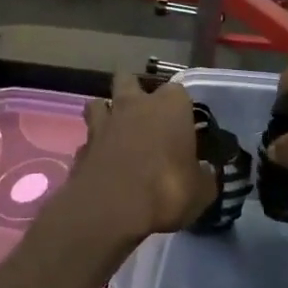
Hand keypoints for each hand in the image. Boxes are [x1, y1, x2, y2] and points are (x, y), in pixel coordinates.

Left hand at [65, 76, 215, 237]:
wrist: (111, 208)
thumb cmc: (165, 190)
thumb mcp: (201, 191)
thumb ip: (204, 177)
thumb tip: (206, 173)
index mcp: (169, 106)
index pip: (178, 91)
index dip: (180, 106)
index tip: (184, 123)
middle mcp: (134, 105)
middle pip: (129, 79)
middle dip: (135, 91)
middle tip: (145, 115)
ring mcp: (103, 123)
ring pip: (99, 103)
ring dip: (107, 113)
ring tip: (117, 131)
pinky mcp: (81, 147)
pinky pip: (88, 138)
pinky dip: (95, 147)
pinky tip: (102, 162)